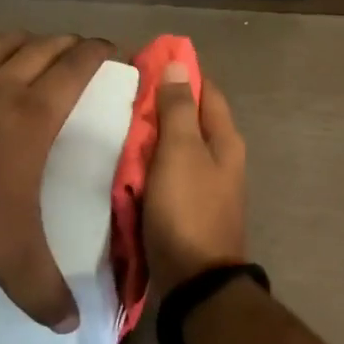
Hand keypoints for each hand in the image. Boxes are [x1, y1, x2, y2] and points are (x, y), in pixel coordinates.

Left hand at [0, 31, 113, 330]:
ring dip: (22, 39)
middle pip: (43, 47)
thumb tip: (72, 327)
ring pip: (1, 42)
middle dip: (65, 43)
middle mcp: (3, 85)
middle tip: (77, 46)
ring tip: (30, 43)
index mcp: (35, 114)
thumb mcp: (12, 257)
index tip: (109, 47)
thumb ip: (43, 291)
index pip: (76, 68)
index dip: (96, 53)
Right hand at [144, 64, 247, 298]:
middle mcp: (222, 157)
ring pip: (178, 147)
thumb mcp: (180, 152)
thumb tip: (180, 65)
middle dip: (162, 104)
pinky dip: (150, 164)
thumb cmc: (188, 209)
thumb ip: (178, 109)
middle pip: (191, 118)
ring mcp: (207, 184)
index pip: (206, 91)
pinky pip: (169, 174)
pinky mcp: (189, 208)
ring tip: (118, 124)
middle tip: (123, 95)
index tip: (147, 62)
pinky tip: (126, 163)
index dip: (180, 73)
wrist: (196, 282)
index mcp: (225, 139)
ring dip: (153, 136)